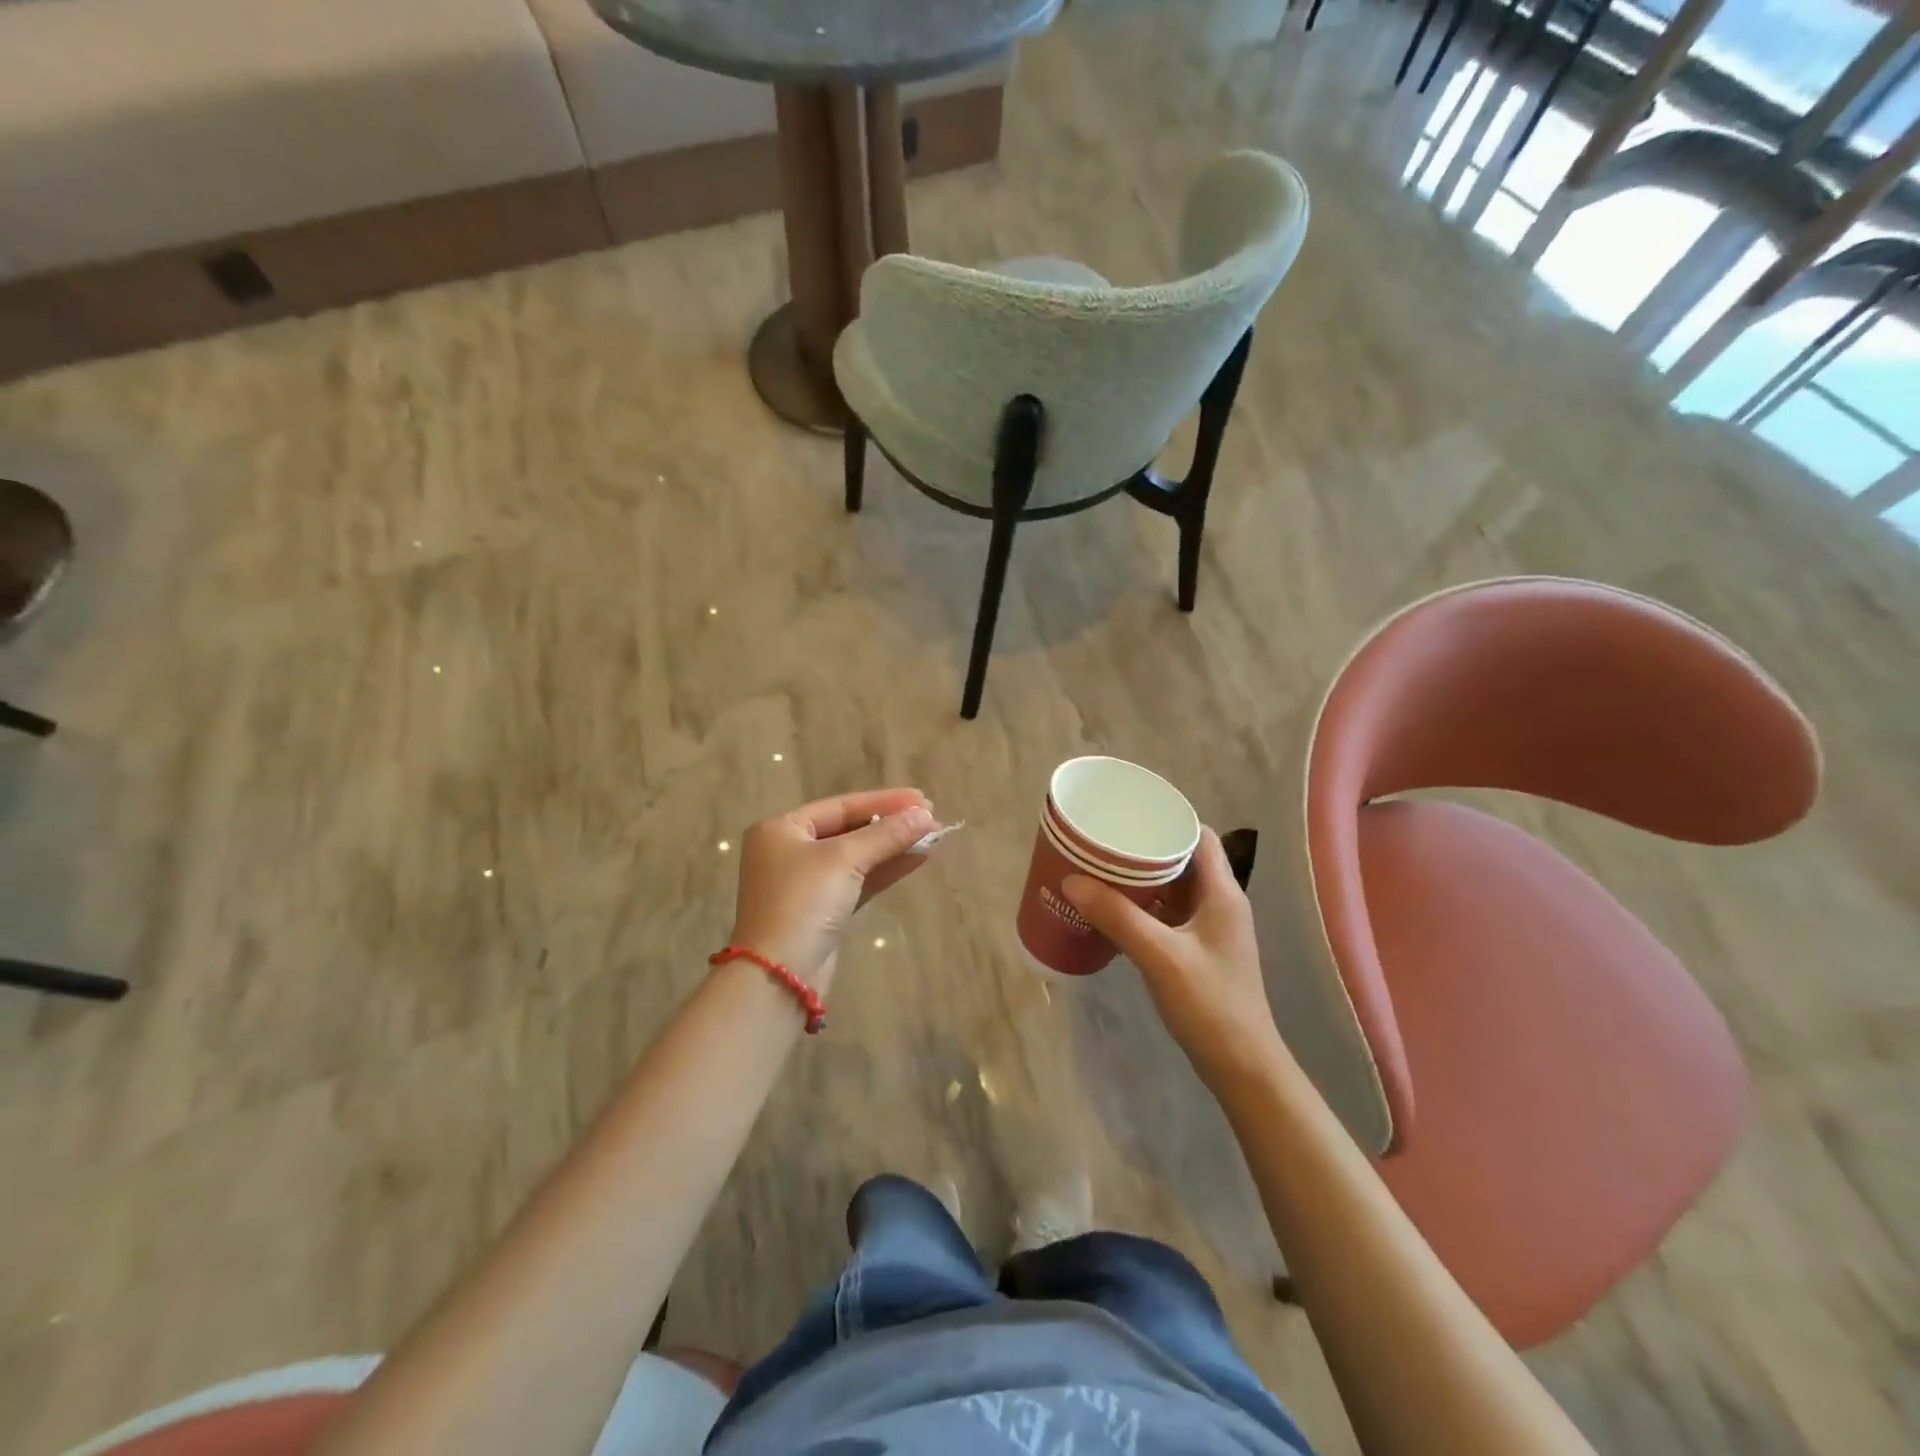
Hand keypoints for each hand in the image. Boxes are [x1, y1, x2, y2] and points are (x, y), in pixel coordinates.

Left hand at [727, 788, 940, 988]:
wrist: (779, 975)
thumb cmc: (803, 902)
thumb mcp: (844, 859)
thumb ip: (886, 834)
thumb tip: (926, 816)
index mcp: (782, 829)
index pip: (841, 805)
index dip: (884, 801)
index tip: (922, 799)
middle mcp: (790, 851)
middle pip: (849, 829)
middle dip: (891, 824)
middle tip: (931, 817)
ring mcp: (805, 883)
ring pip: (857, 856)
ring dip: (893, 846)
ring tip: (933, 836)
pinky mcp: (822, 911)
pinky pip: (858, 880)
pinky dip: (885, 869)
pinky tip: (916, 858)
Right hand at [1063, 826, 1286, 1089]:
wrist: (1242, 1066)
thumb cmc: (1209, 1003)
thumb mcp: (1159, 955)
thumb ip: (1117, 916)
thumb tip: (1072, 880)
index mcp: (1222, 893)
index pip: (1201, 837)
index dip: (1170, 820)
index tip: (1131, 817)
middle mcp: (1221, 904)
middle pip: (1185, 860)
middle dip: (1146, 850)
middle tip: (1106, 845)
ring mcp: (1212, 930)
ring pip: (1176, 889)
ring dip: (1144, 880)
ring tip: (1103, 872)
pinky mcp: (1201, 952)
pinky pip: (1170, 915)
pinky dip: (1146, 907)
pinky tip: (1116, 913)